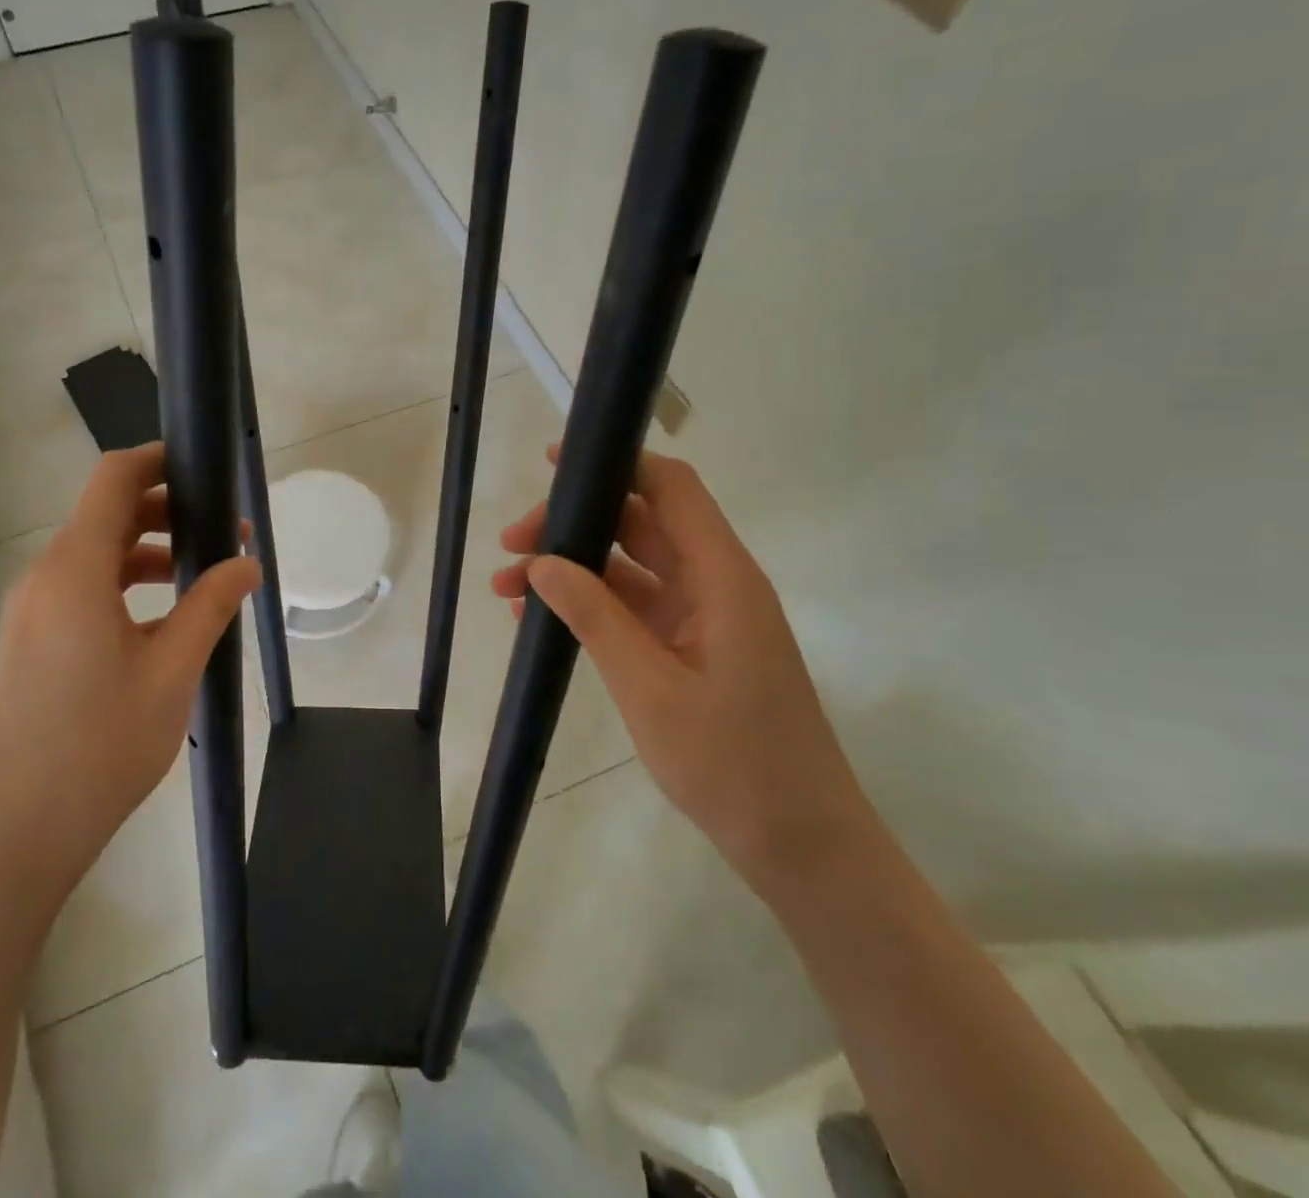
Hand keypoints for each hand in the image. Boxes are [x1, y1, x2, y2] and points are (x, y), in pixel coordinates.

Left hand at [0, 444, 260, 902]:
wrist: (12, 837)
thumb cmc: (99, 747)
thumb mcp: (172, 672)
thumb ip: (211, 606)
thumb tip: (247, 563)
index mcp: (74, 571)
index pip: (113, 480)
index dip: (157, 460)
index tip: (203, 466)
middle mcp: (42, 579)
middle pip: (104, 517)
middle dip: (166, 514)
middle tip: (221, 536)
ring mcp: (27, 614)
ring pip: (92, 558)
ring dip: (145, 555)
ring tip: (198, 581)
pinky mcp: (25, 645)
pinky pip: (77, 592)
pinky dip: (120, 588)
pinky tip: (157, 627)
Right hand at [491, 447, 879, 895]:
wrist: (801, 846)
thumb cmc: (733, 764)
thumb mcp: (650, 687)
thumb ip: (594, 616)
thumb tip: (540, 562)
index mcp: (722, 577)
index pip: (671, 489)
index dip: (617, 463)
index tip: (554, 464)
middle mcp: (715, 584)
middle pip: (639, 523)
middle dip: (573, 524)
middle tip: (510, 547)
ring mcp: (703, 617)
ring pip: (629, 566)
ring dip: (572, 568)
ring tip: (507, 587)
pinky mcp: (690, 648)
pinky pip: (633, 607)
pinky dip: (589, 605)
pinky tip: (540, 618)